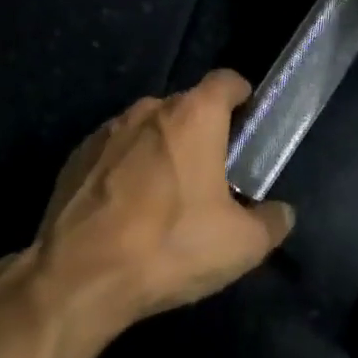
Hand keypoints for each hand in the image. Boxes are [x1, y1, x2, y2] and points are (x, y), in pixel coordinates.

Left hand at [28, 70, 293, 333]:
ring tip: (166, 198)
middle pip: (186, 108)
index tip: (248, 123)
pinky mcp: (76, 157)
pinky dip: (126, 170)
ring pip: (147, 130)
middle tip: (212, 175)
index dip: (242, 96)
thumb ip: (271, 222)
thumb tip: (281, 214)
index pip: (227, 81)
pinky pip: (114, 153)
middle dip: (202, 133)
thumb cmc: (171, 246)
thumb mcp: (241, 245)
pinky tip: (127, 212)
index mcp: (194, 115)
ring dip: (161, 151)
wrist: (79, 276)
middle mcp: (149, 109)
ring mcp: (107, 130)